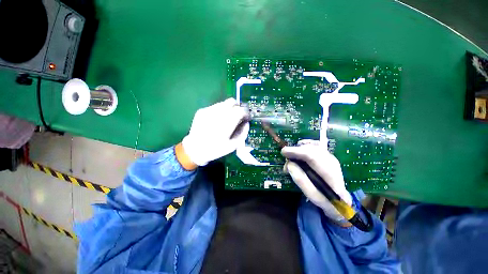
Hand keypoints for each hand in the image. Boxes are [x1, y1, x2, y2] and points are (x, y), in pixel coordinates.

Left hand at [179, 98, 248, 167]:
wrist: (194, 149)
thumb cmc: (216, 149)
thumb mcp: (233, 145)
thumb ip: (243, 133)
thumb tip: (247, 123)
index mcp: (226, 124)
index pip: (241, 110)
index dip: (246, 112)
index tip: (246, 117)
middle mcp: (217, 114)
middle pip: (232, 102)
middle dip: (237, 107)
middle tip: (238, 116)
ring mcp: (208, 111)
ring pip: (223, 103)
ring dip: (229, 109)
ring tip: (227, 119)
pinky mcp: (201, 111)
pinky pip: (215, 106)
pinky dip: (220, 111)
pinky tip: (217, 120)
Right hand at [281, 140, 351, 222]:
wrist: (342, 200)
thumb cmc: (326, 201)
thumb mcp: (312, 195)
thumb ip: (301, 180)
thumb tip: (289, 164)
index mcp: (330, 174)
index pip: (312, 157)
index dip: (296, 152)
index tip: (283, 151)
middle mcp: (332, 162)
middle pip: (311, 149)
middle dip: (296, 150)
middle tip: (286, 156)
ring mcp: (331, 157)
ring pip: (313, 145)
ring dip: (300, 148)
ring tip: (292, 155)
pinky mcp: (328, 156)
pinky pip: (314, 146)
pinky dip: (304, 146)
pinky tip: (299, 151)